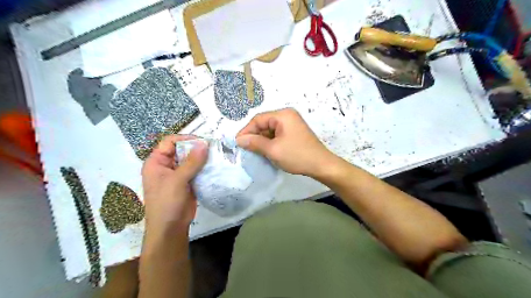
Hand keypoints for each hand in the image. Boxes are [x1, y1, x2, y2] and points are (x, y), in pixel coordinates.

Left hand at [143, 135, 208, 232]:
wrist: (171, 228)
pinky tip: (216, 166)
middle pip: (182, 150)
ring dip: (203, 158)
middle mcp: (166, 166)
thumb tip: (204, 144)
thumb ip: (191, 162)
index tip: (202, 142)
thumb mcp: (177, 181)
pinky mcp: (187, 182)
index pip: (169, 142)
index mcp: (156, 162)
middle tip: (214, 148)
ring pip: (191, 160)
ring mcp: (177, 174)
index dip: (185, 139)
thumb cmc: (167, 203)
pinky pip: (196, 170)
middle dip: (197, 148)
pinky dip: (205, 168)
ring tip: (218, 155)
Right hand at [237, 109, 335, 177]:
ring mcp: (292, 124)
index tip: (237, 143)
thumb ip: (254, 143)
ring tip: (254, 151)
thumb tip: (239, 139)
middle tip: (245, 148)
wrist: (321, 165)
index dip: (246, 130)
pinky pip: (277, 134)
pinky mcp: (294, 132)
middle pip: (264, 123)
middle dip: (254, 136)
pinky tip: (266, 151)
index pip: (258, 119)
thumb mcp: (273, 150)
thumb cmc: (297, 155)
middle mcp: (287, 115)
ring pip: (270, 130)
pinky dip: (270, 142)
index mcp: (283, 115)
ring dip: (262, 140)